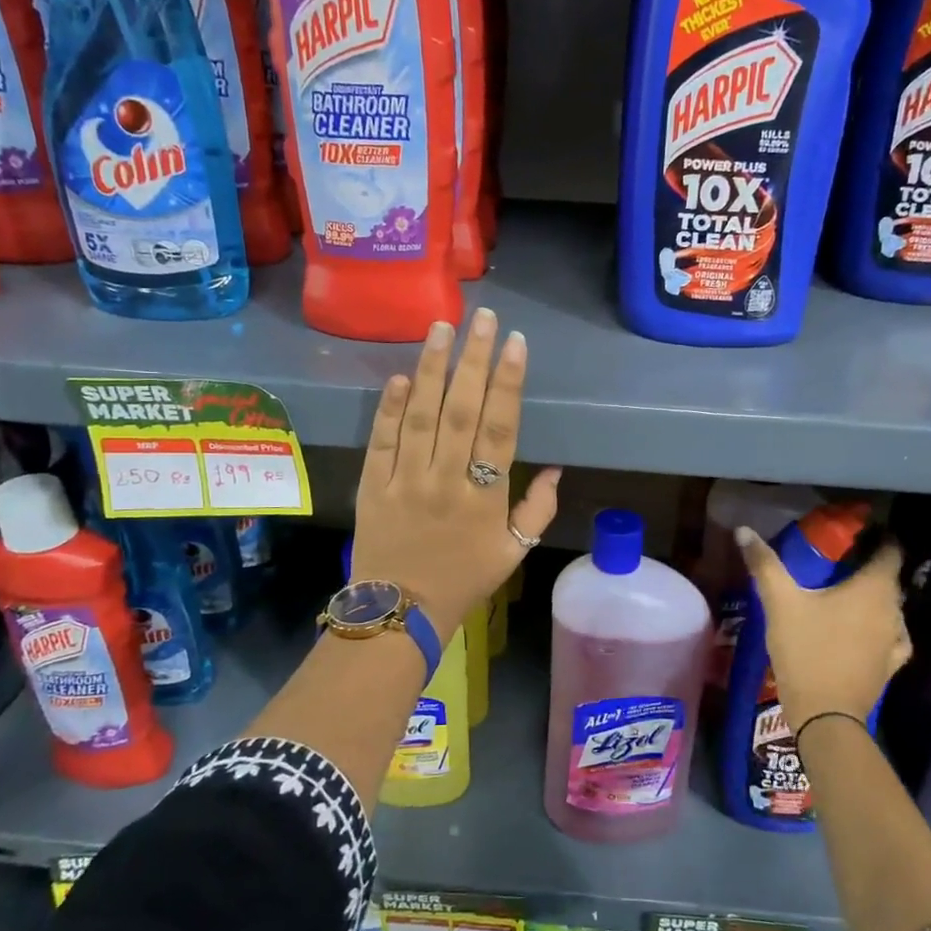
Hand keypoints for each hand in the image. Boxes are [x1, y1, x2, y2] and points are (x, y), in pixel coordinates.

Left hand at [354, 309, 561, 640]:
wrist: (400, 613)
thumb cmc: (463, 581)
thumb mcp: (513, 553)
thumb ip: (538, 509)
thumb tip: (557, 469)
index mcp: (485, 496)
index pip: (500, 428)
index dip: (509, 383)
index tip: (516, 343)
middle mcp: (446, 480)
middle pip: (462, 410)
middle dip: (474, 360)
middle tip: (483, 317)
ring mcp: (406, 480)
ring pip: (420, 416)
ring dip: (432, 369)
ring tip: (442, 328)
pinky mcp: (373, 484)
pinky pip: (382, 440)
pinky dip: (389, 408)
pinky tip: (400, 377)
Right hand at [736, 528, 910, 728]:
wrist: (826, 716)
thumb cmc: (806, 650)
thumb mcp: (779, 603)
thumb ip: (764, 564)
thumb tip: (744, 530)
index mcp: (873, 589)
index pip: (890, 551)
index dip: (879, 538)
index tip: (859, 532)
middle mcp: (893, 611)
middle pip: (888, 579)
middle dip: (868, 566)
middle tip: (838, 561)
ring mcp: (895, 641)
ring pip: (889, 608)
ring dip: (873, 598)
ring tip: (845, 594)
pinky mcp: (890, 666)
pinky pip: (890, 636)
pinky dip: (878, 627)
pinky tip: (863, 630)